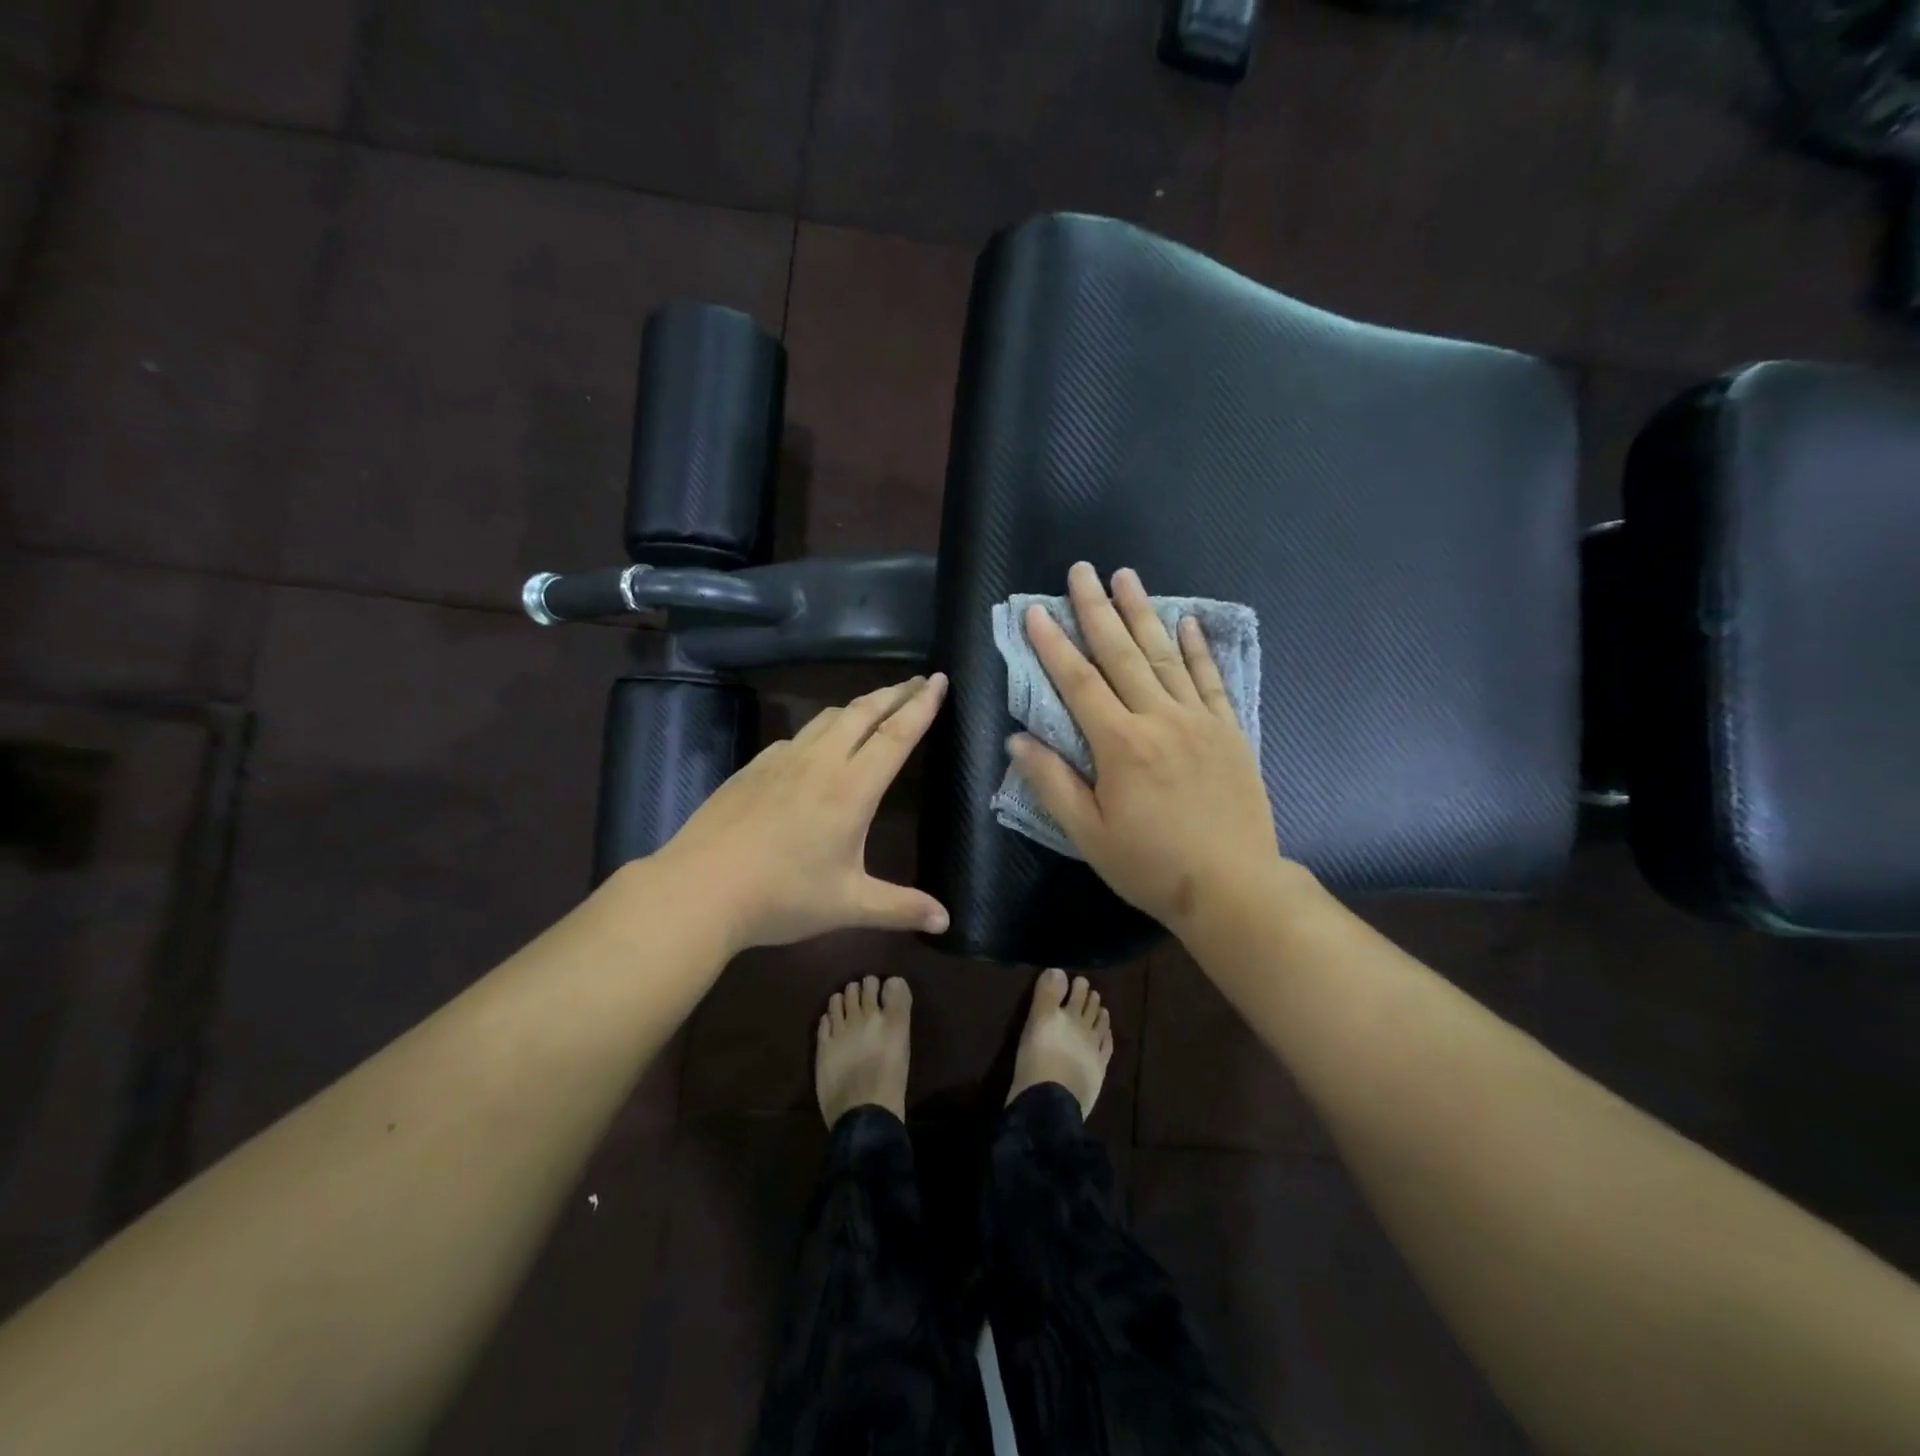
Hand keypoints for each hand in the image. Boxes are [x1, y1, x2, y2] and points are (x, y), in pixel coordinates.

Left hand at [655, 674, 951, 952]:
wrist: (699, 889)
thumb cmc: (782, 897)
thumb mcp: (848, 905)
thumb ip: (900, 907)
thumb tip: (946, 922)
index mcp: (852, 789)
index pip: (896, 735)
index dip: (921, 705)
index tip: (940, 679)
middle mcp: (821, 762)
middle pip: (864, 712)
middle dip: (895, 692)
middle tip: (918, 680)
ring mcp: (782, 759)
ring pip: (829, 717)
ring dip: (860, 704)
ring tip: (877, 704)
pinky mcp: (754, 767)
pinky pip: (799, 735)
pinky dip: (823, 727)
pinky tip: (818, 743)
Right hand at [1009, 563, 1287, 933]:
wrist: (1233, 887)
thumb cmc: (1151, 865)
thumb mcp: (1089, 835)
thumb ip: (1052, 783)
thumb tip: (1017, 739)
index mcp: (1120, 745)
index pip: (1078, 683)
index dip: (1053, 646)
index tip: (1035, 612)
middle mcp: (1159, 720)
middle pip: (1122, 654)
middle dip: (1096, 610)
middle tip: (1081, 570)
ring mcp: (1199, 721)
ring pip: (1165, 656)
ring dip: (1143, 613)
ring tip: (1126, 577)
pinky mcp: (1229, 731)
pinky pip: (1210, 680)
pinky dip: (1199, 648)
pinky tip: (1188, 621)